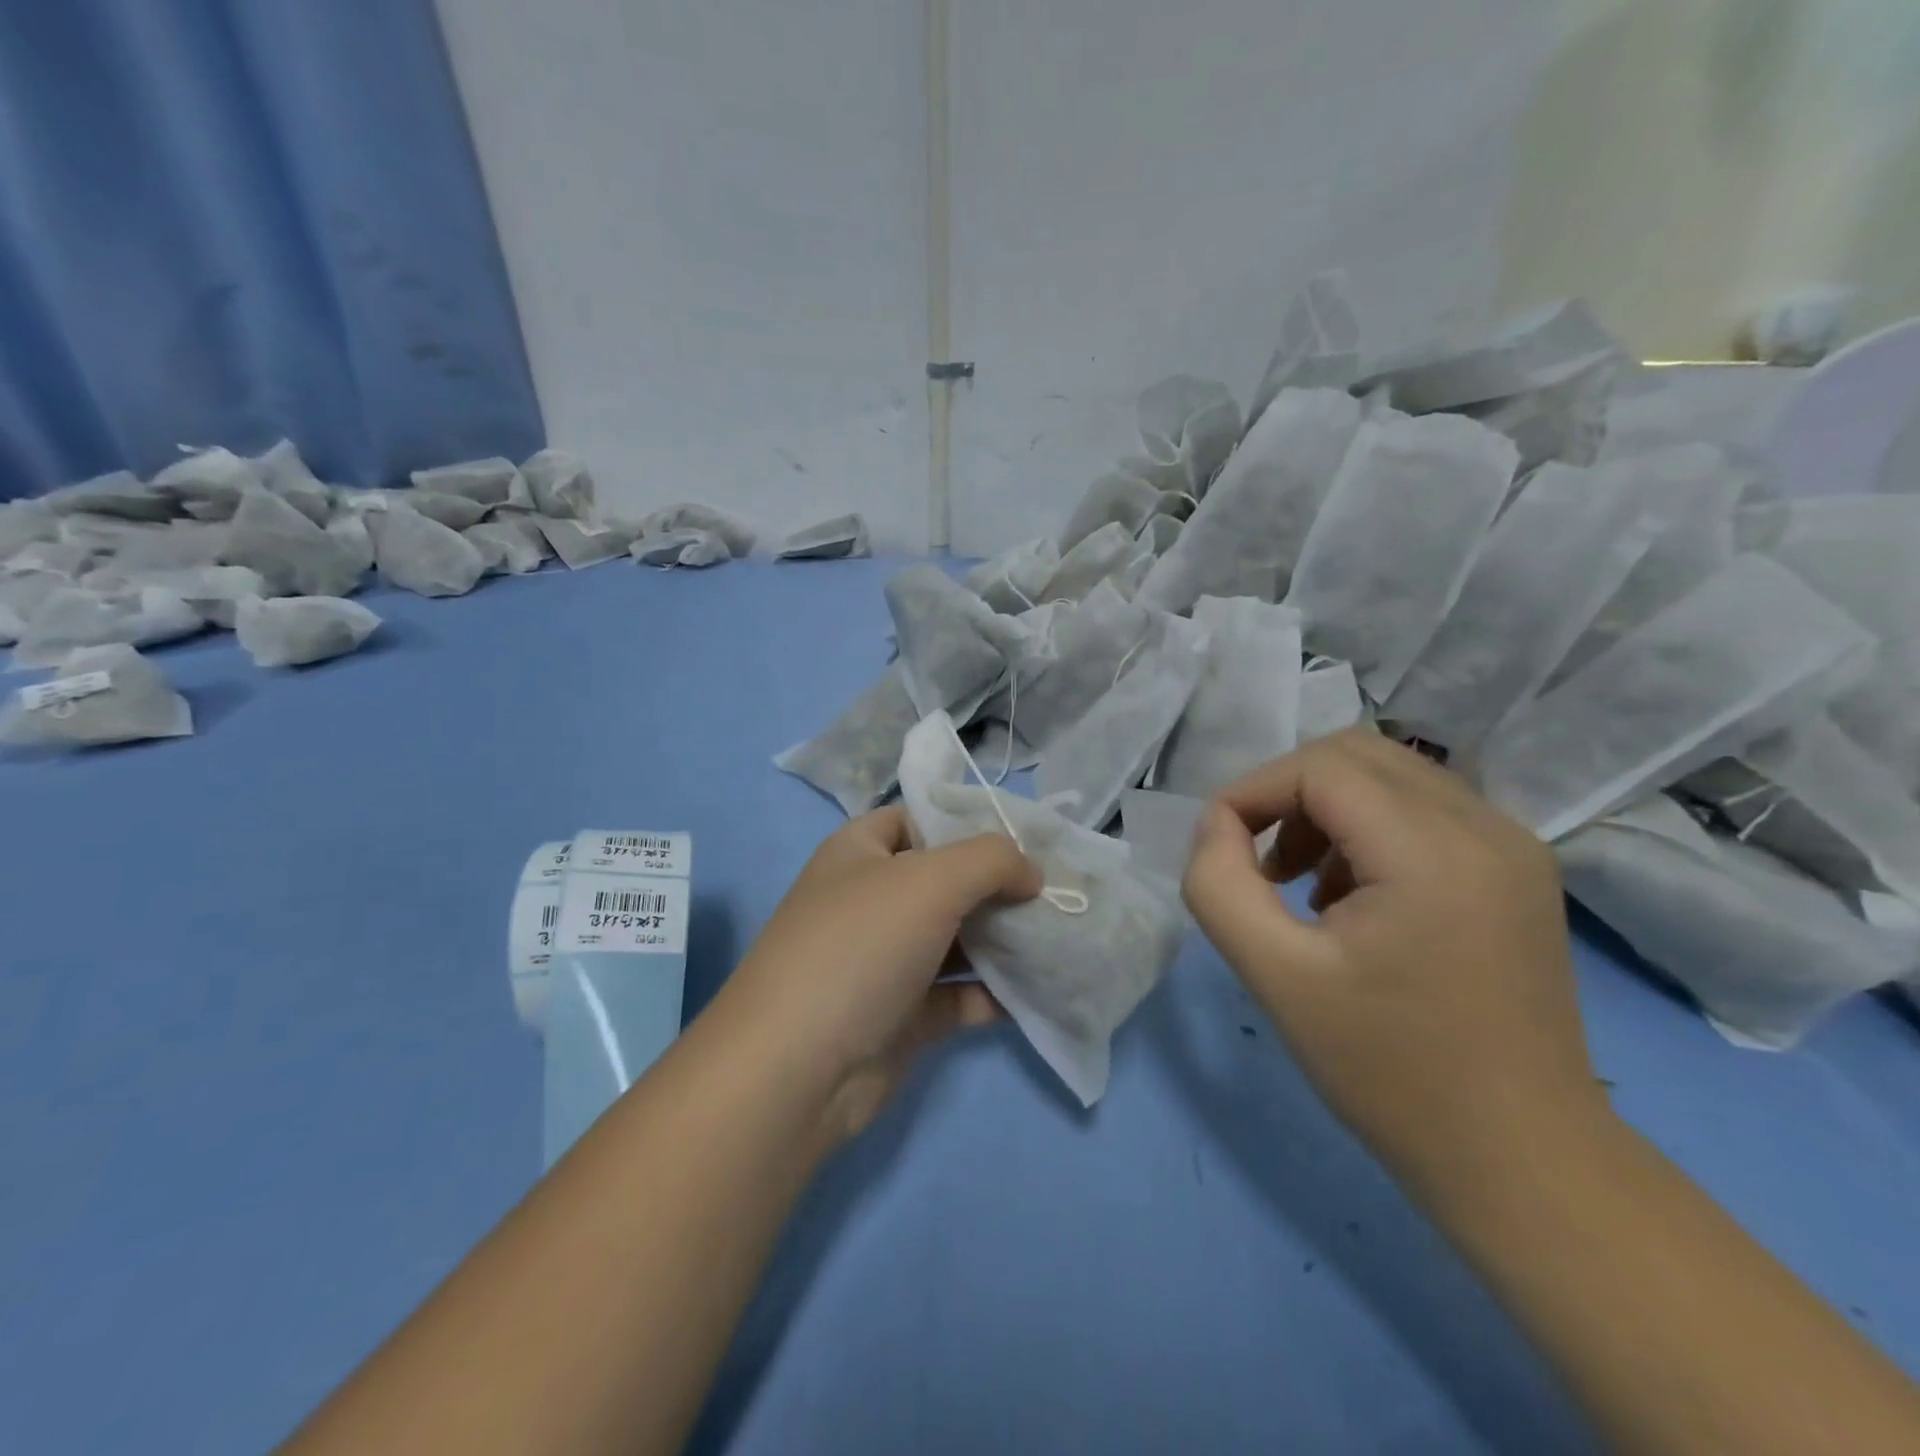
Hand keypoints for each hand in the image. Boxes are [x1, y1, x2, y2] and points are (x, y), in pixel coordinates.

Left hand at [721, 806, 1040, 1143]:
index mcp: (859, 853)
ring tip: (1059, 937)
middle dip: (999, 886)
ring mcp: (884, 962)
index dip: (968, 823)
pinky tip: (1037, 992)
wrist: (796, 1072)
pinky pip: (957, 996)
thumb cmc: (860, 948)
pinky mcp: (900, 1017)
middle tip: (1057, 893)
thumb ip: (991, 860)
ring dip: (1003, 941)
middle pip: (945, 882)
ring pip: (955, 940)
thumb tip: (1030, 873)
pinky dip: (993, 994)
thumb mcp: (930, 880)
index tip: (1026, 842)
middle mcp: (870, 901)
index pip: (918, 819)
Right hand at [1182, 729, 1605, 1198]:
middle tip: (1258, 862)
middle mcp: (1486, 827)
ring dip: (1325, 809)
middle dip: (1286, 792)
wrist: (1519, 1159)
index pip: (1319, 767)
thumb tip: (1216, 825)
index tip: (1218, 846)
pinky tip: (1351, 895)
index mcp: (1433, 851)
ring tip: (1299, 885)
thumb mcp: (1274, 975)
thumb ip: (1219, 884)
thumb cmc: (1388, 1071)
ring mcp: (1514, 845)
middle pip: (1356, 754)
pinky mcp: (1519, 870)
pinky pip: (1424, 809)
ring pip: (1390, 776)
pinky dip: (1368, 827)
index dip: (1252, 791)